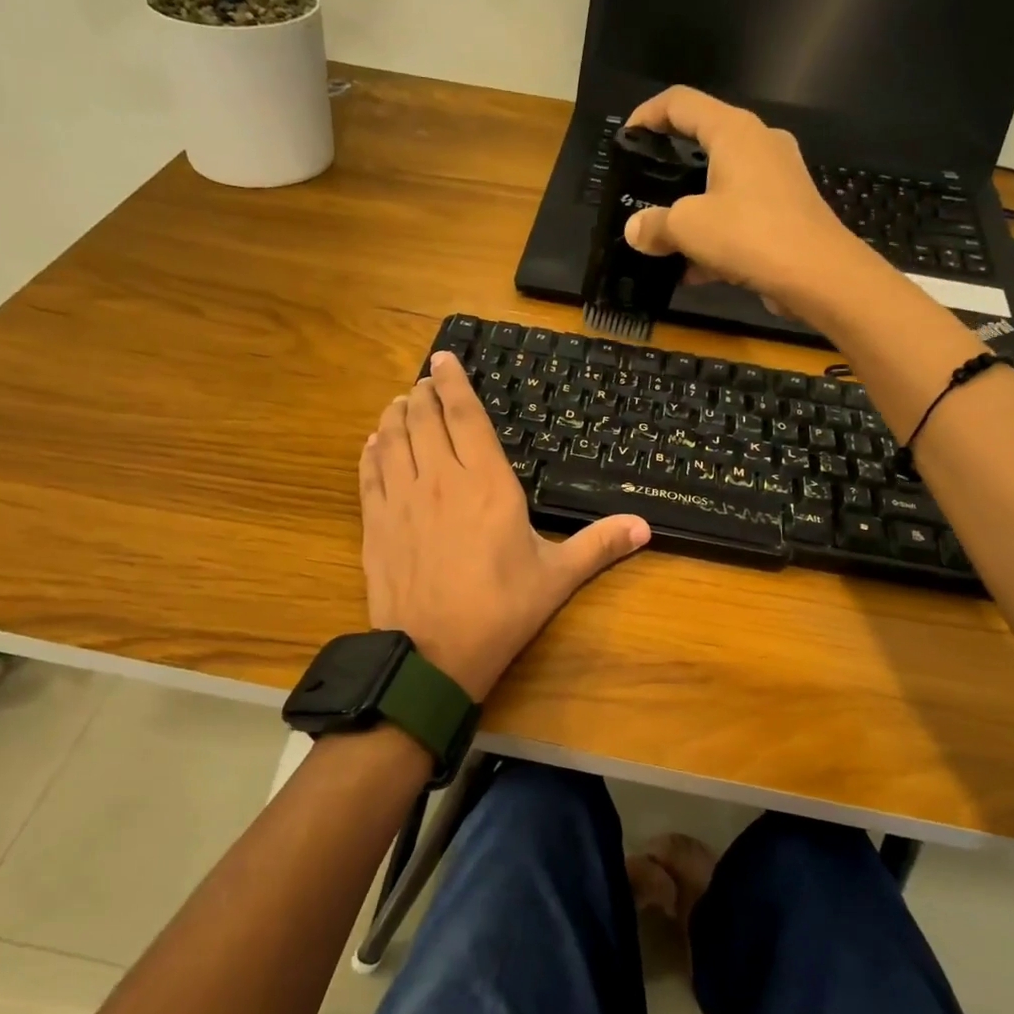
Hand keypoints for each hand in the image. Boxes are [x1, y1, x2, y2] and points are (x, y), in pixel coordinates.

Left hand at [358, 352, 650, 701]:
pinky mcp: (375, 523)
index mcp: (487, 484)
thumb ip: (599, 545)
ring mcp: (401, 500)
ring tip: (403, 403)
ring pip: (393, 439)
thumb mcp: (556, 577)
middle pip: (426, 419)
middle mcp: (440, 479)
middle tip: (427, 379)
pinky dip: (372, 451)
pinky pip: (369, 473)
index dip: (455, 383)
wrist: (433, 655)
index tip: (445, 359)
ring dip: (397, 415)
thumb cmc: (500, 611)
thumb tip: (645, 527)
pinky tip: (374, 443)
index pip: (466, 417)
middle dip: (426, 392)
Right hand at [623, 85, 878, 324]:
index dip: (647, 114)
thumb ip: (655, 225)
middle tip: (642, 192)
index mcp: (734, 131)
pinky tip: (693, 271)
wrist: (819, 276)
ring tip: (663, 240)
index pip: (681, 102)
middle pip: (703, 143)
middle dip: (669, 169)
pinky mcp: (786, 212)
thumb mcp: (689, 228)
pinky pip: (739, 216)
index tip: (626, 140)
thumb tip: (634, 230)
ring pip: (721, 186)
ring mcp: (777, 179)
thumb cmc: (750, 234)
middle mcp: (759, 144)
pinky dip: (715, 236)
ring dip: (691, 211)